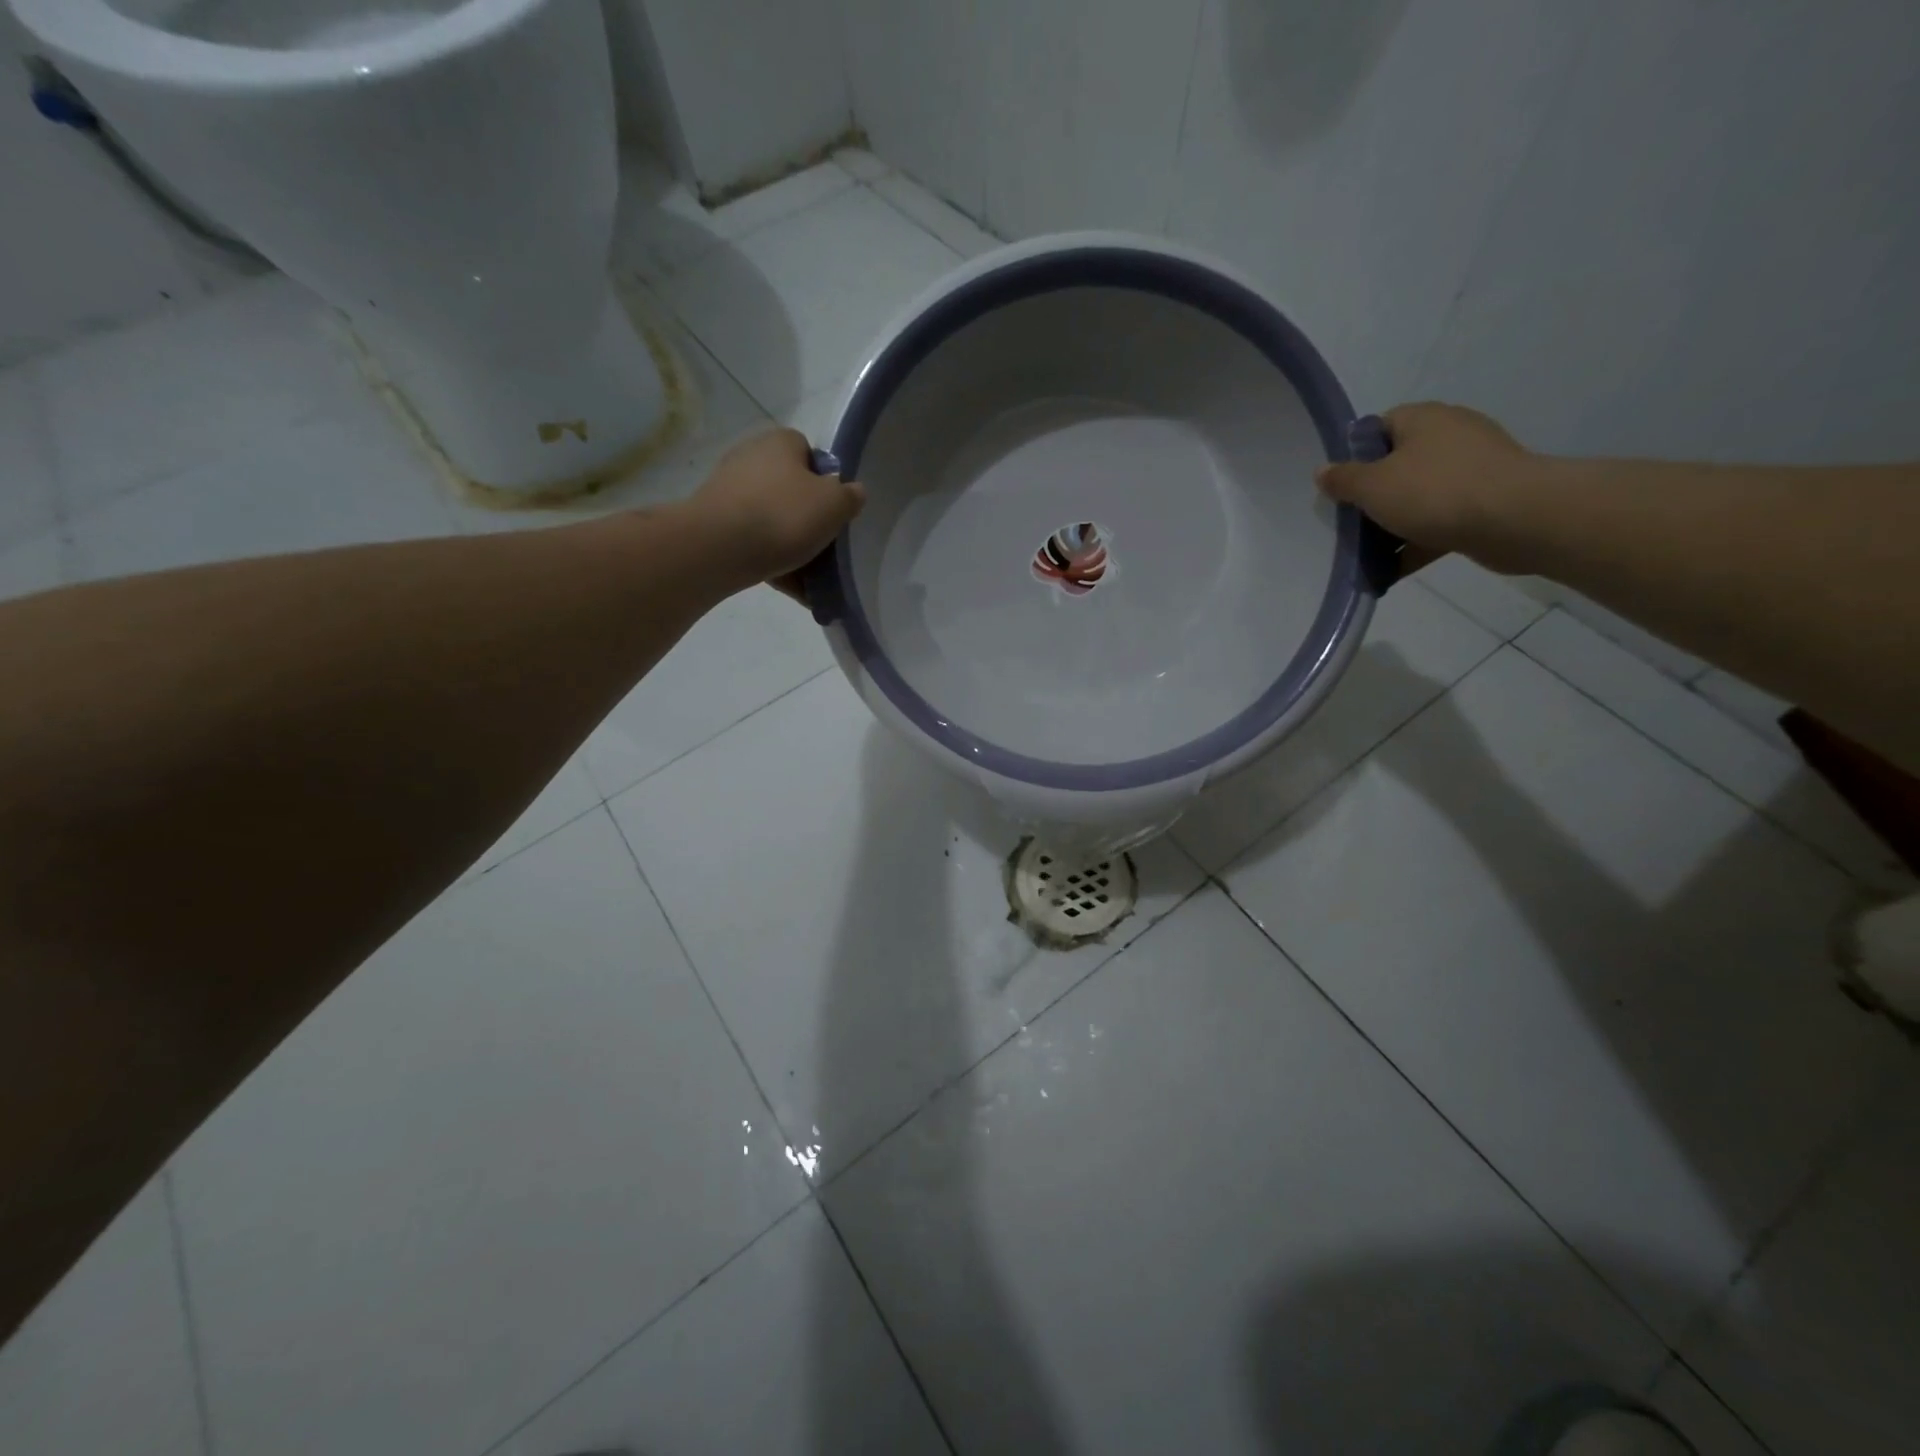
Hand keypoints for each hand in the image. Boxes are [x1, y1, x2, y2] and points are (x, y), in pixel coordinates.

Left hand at [686, 428, 865, 593]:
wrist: (718, 548)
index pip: (809, 452)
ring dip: (790, 544)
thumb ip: (849, 496)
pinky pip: (753, 541)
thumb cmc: (784, 516)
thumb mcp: (834, 505)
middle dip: (807, 518)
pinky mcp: (714, 522)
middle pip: (790, 489)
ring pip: (772, 519)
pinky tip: (789, 586)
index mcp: (780, 442)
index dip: (825, 480)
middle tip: (824, 546)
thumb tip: (852, 491)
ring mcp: (728, 490)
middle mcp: (750, 457)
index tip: (833, 510)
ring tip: (809, 577)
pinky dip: (770, 560)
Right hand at [1315, 403, 1538, 573]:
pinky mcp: (1487, 501)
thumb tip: (1323, 470)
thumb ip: (1343, 479)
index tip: (1341, 487)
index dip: (1356, 456)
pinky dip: (1417, 542)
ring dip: (1394, 524)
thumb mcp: (1372, 486)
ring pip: (1419, 496)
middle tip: (1350, 523)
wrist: (1516, 519)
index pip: (1379, 428)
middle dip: (1373, 496)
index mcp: (1423, 419)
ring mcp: (1472, 468)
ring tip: (1368, 554)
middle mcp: (1450, 435)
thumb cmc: (1434, 492)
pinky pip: (1441, 521)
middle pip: (1398, 464)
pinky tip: (1394, 569)